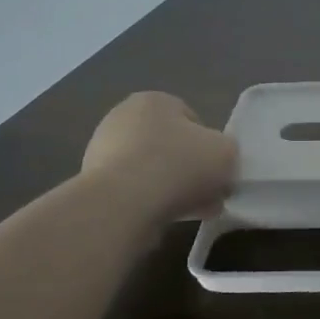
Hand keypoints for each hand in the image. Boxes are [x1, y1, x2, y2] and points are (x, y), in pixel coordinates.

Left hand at [81, 93, 236, 221]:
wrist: (123, 204)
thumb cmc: (178, 165)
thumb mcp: (226, 152)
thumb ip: (227, 152)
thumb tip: (217, 163)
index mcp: (155, 100)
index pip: (192, 120)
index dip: (210, 147)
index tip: (217, 170)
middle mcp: (122, 117)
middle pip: (170, 145)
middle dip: (189, 170)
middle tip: (208, 193)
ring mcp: (102, 150)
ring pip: (152, 170)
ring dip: (171, 188)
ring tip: (192, 211)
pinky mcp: (92, 182)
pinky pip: (133, 191)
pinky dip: (149, 202)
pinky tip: (164, 218)